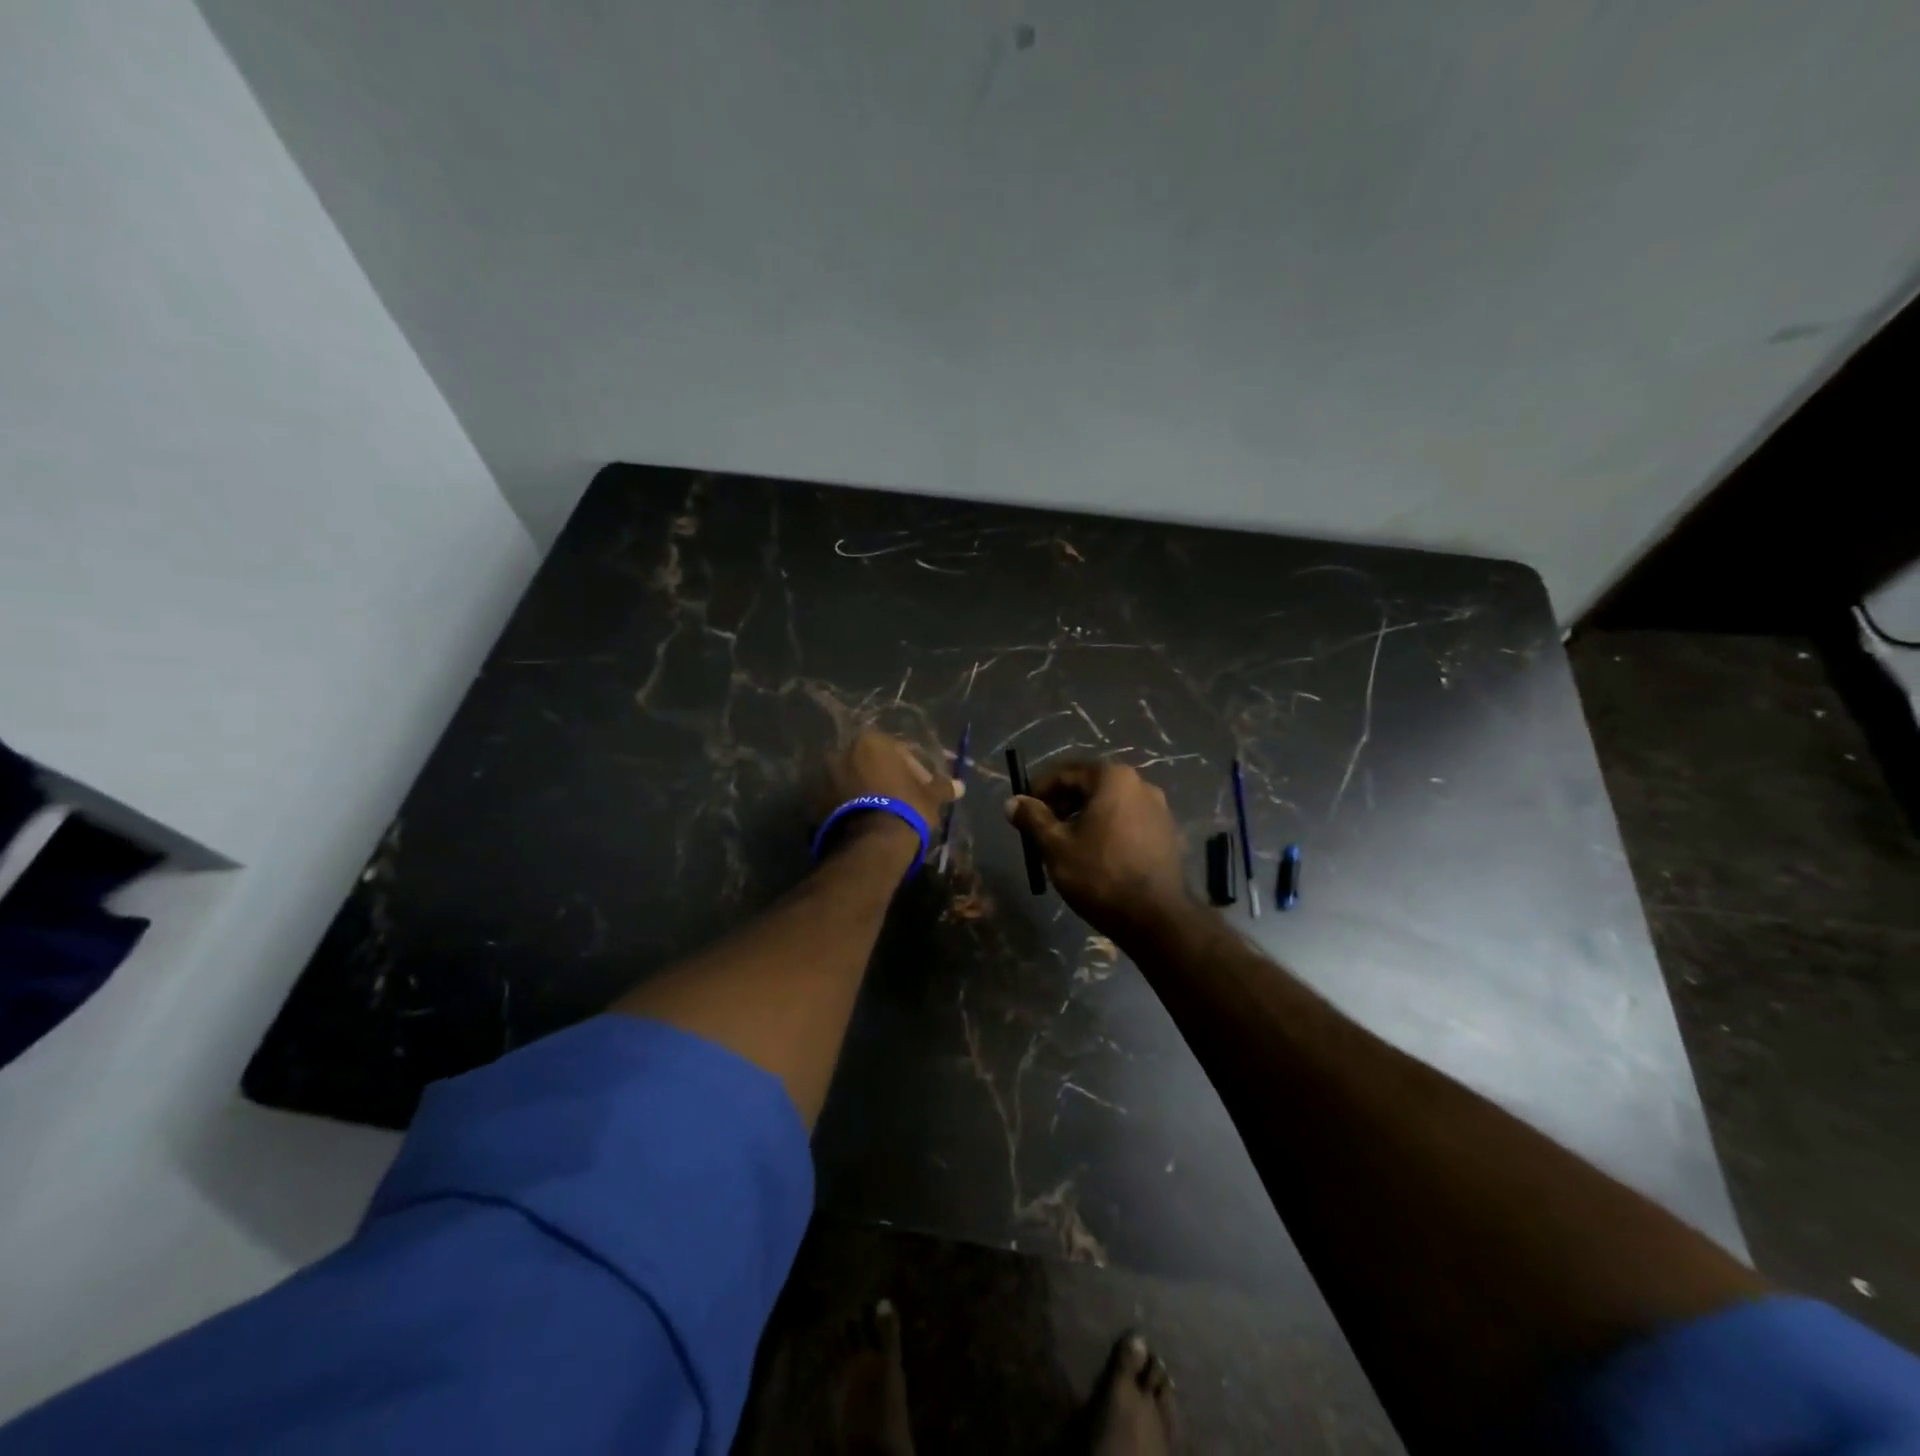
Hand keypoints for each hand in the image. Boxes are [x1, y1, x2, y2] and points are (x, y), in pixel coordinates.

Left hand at [821, 729, 962, 855]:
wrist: (871, 842)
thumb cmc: (906, 808)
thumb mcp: (930, 797)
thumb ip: (942, 787)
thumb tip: (960, 786)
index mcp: (871, 741)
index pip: (898, 751)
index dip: (914, 771)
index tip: (922, 789)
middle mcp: (843, 751)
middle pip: (871, 763)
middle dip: (885, 779)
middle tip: (902, 800)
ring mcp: (824, 776)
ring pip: (853, 781)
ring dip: (866, 792)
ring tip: (883, 814)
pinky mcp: (814, 801)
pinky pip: (838, 799)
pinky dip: (851, 806)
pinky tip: (866, 822)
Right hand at [1006, 761, 1188, 936]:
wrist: (1155, 919)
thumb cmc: (1099, 875)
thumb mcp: (1055, 846)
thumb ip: (1032, 818)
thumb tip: (1012, 802)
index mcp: (1113, 778)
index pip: (1065, 772)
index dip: (1038, 790)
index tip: (1023, 812)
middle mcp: (1141, 784)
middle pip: (1089, 785)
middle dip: (1062, 804)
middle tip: (1042, 831)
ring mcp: (1159, 809)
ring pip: (1109, 805)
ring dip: (1083, 818)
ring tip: (1066, 846)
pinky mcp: (1167, 834)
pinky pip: (1128, 822)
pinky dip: (1107, 830)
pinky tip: (1096, 857)